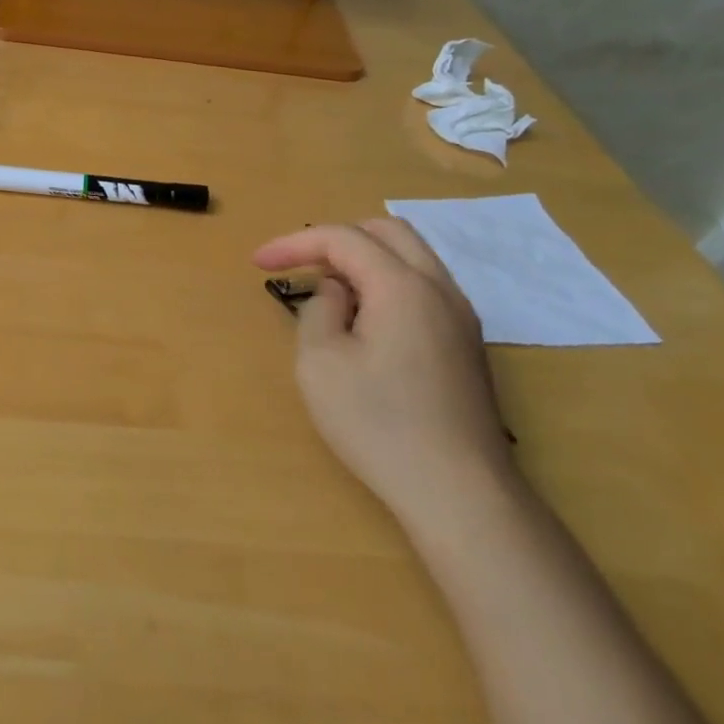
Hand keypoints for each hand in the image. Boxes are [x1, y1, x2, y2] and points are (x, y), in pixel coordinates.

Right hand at [253, 219, 516, 530]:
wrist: (459, 491)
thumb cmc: (378, 424)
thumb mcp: (320, 363)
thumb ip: (319, 310)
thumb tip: (336, 291)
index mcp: (402, 286)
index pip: (343, 238)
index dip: (295, 242)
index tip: (257, 262)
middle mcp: (439, 289)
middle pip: (387, 231)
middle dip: (335, 238)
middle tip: (298, 264)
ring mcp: (461, 316)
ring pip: (411, 257)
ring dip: (364, 258)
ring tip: (327, 288)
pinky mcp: (466, 344)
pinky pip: (423, 286)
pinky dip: (387, 281)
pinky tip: (364, 318)